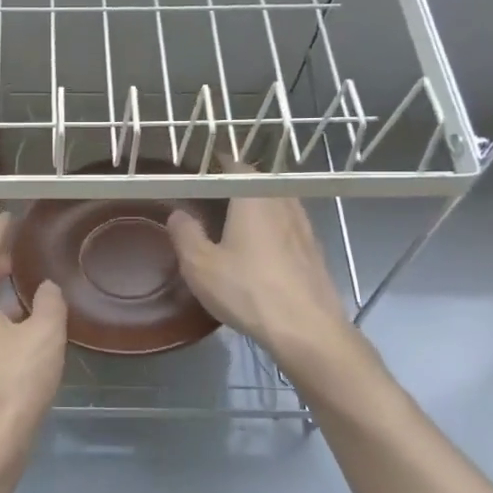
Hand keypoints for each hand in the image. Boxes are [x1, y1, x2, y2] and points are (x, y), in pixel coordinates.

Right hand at [166, 174, 351, 366]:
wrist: (307, 329)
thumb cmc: (247, 290)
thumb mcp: (200, 264)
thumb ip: (185, 233)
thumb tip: (178, 213)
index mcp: (253, 194)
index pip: (232, 164)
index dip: (211, 167)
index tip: (193, 178)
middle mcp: (282, 200)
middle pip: (254, 183)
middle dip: (230, 189)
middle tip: (205, 205)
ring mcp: (304, 224)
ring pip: (272, 205)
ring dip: (252, 210)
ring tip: (229, 229)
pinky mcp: (314, 249)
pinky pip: (285, 227)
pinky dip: (268, 231)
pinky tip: (256, 254)